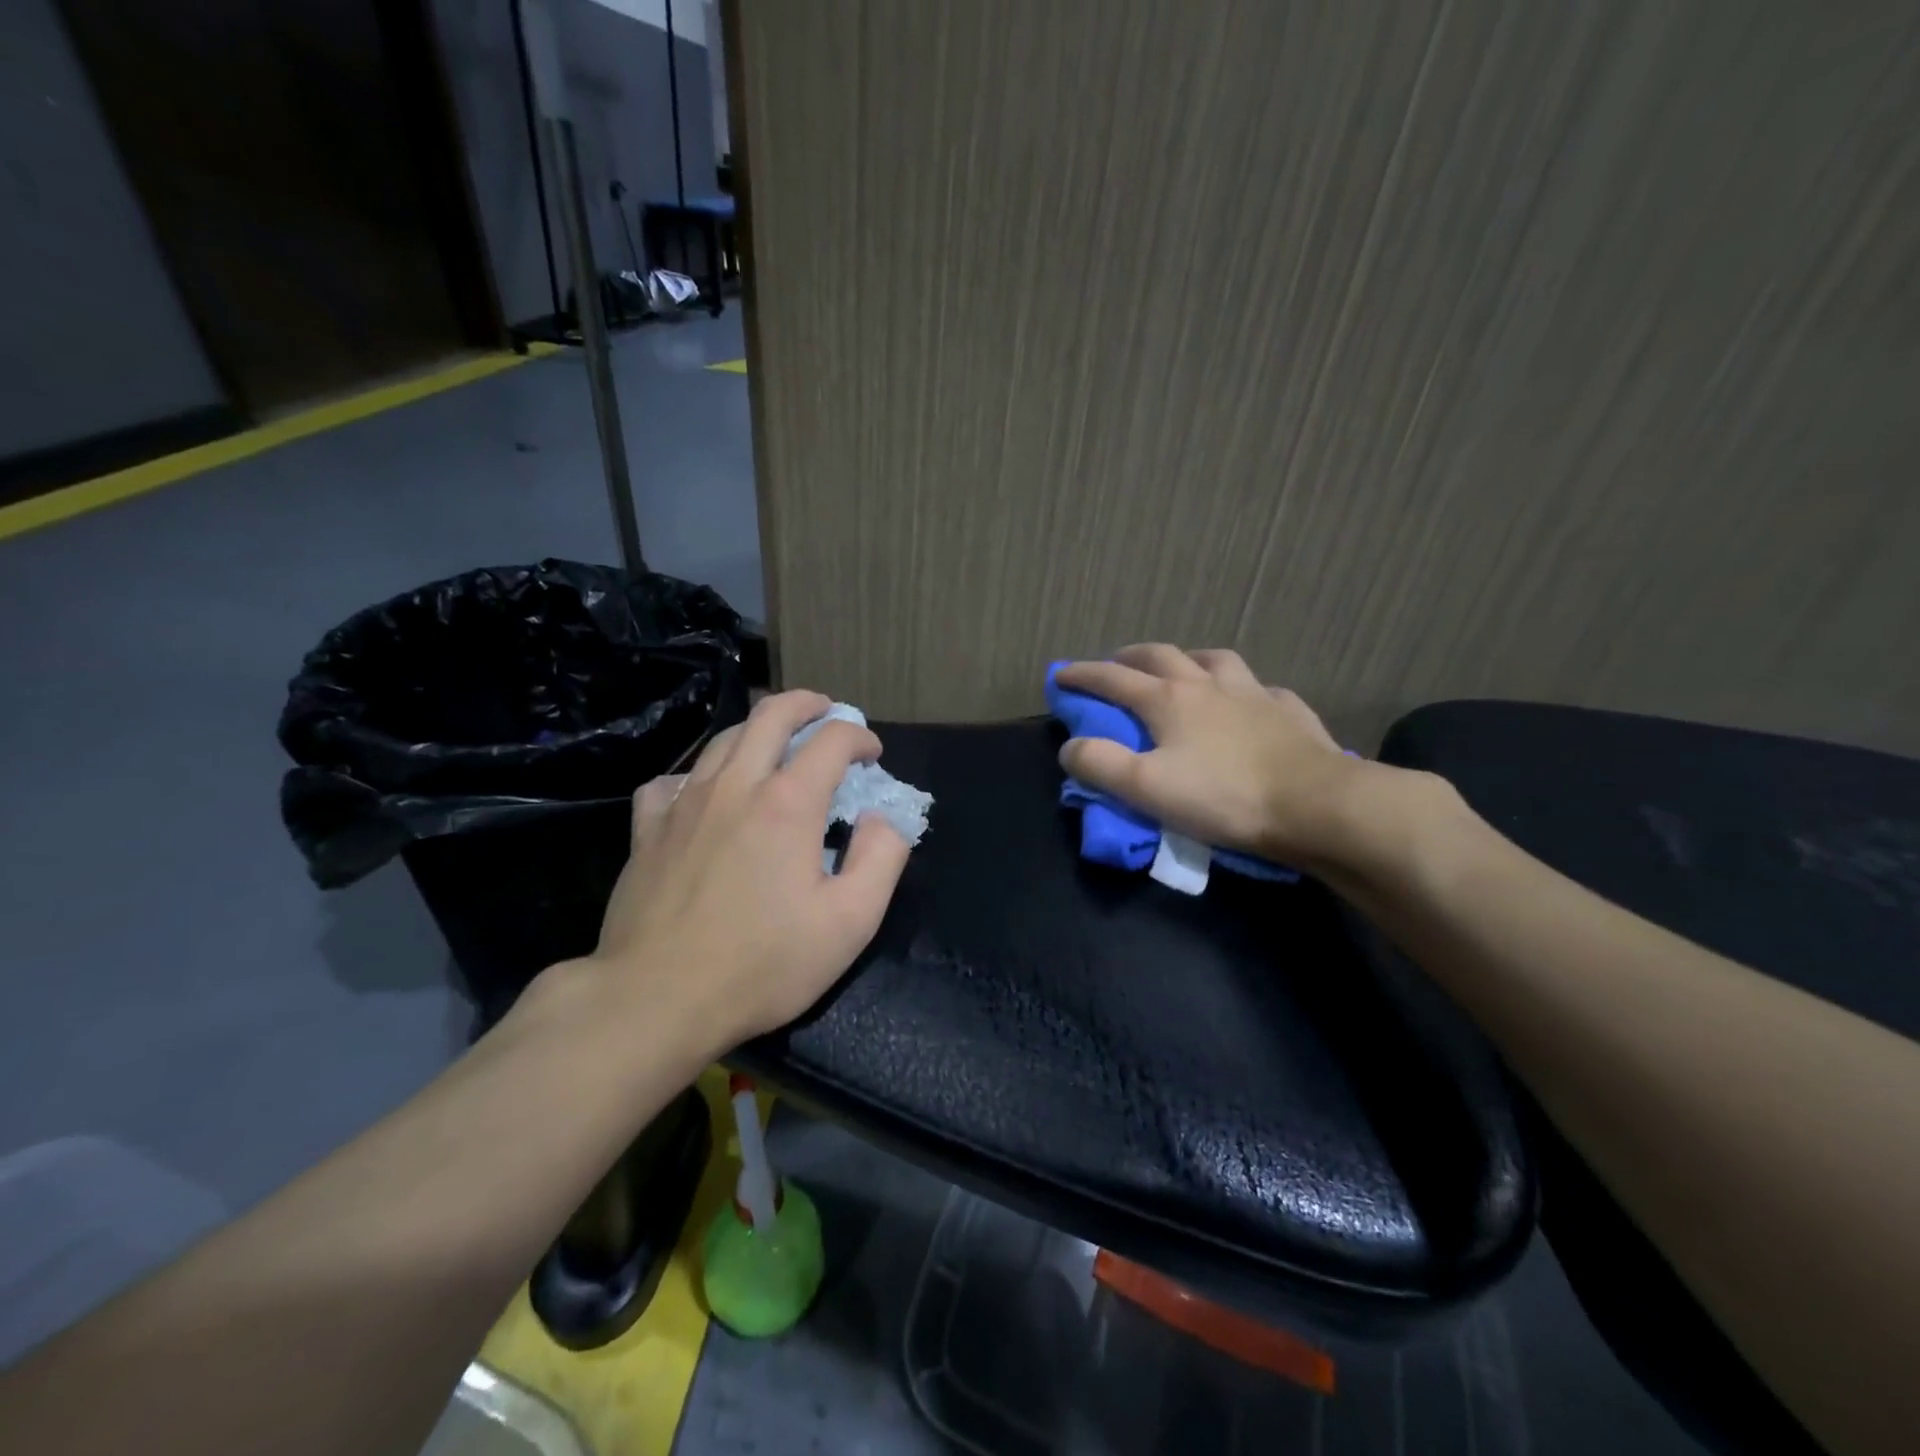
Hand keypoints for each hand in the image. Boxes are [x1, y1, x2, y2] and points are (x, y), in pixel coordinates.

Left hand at [582, 690, 911, 1052]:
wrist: (656, 999)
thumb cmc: (763, 964)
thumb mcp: (850, 922)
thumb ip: (881, 858)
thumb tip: (880, 818)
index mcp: (789, 803)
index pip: (832, 739)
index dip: (859, 736)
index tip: (872, 754)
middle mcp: (736, 786)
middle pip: (771, 714)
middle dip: (806, 704)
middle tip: (825, 711)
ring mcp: (685, 804)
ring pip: (723, 739)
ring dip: (758, 729)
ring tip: (775, 742)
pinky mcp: (648, 830)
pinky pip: (673, 781)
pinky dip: (699, 775)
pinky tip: (705, 794)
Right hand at [1055, 645, 1369, 871]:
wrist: (1315, 805)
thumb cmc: (1223, 797)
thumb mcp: (1146, 788)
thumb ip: (1100, 764)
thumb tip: (1070, 746)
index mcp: (1169, 700)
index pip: (1113, 679)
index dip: (1083, 675)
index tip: (1060, 674)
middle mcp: (1208, 685)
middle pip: (1162, 656)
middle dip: (1131, 657)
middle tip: (1116, 663)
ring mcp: (1253, 694)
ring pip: (1215, 659)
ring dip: (1189, 659)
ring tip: (1183, 668)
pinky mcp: (1289, 711)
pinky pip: (1261, 688)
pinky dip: (1243, 689)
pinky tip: (1247, 700)